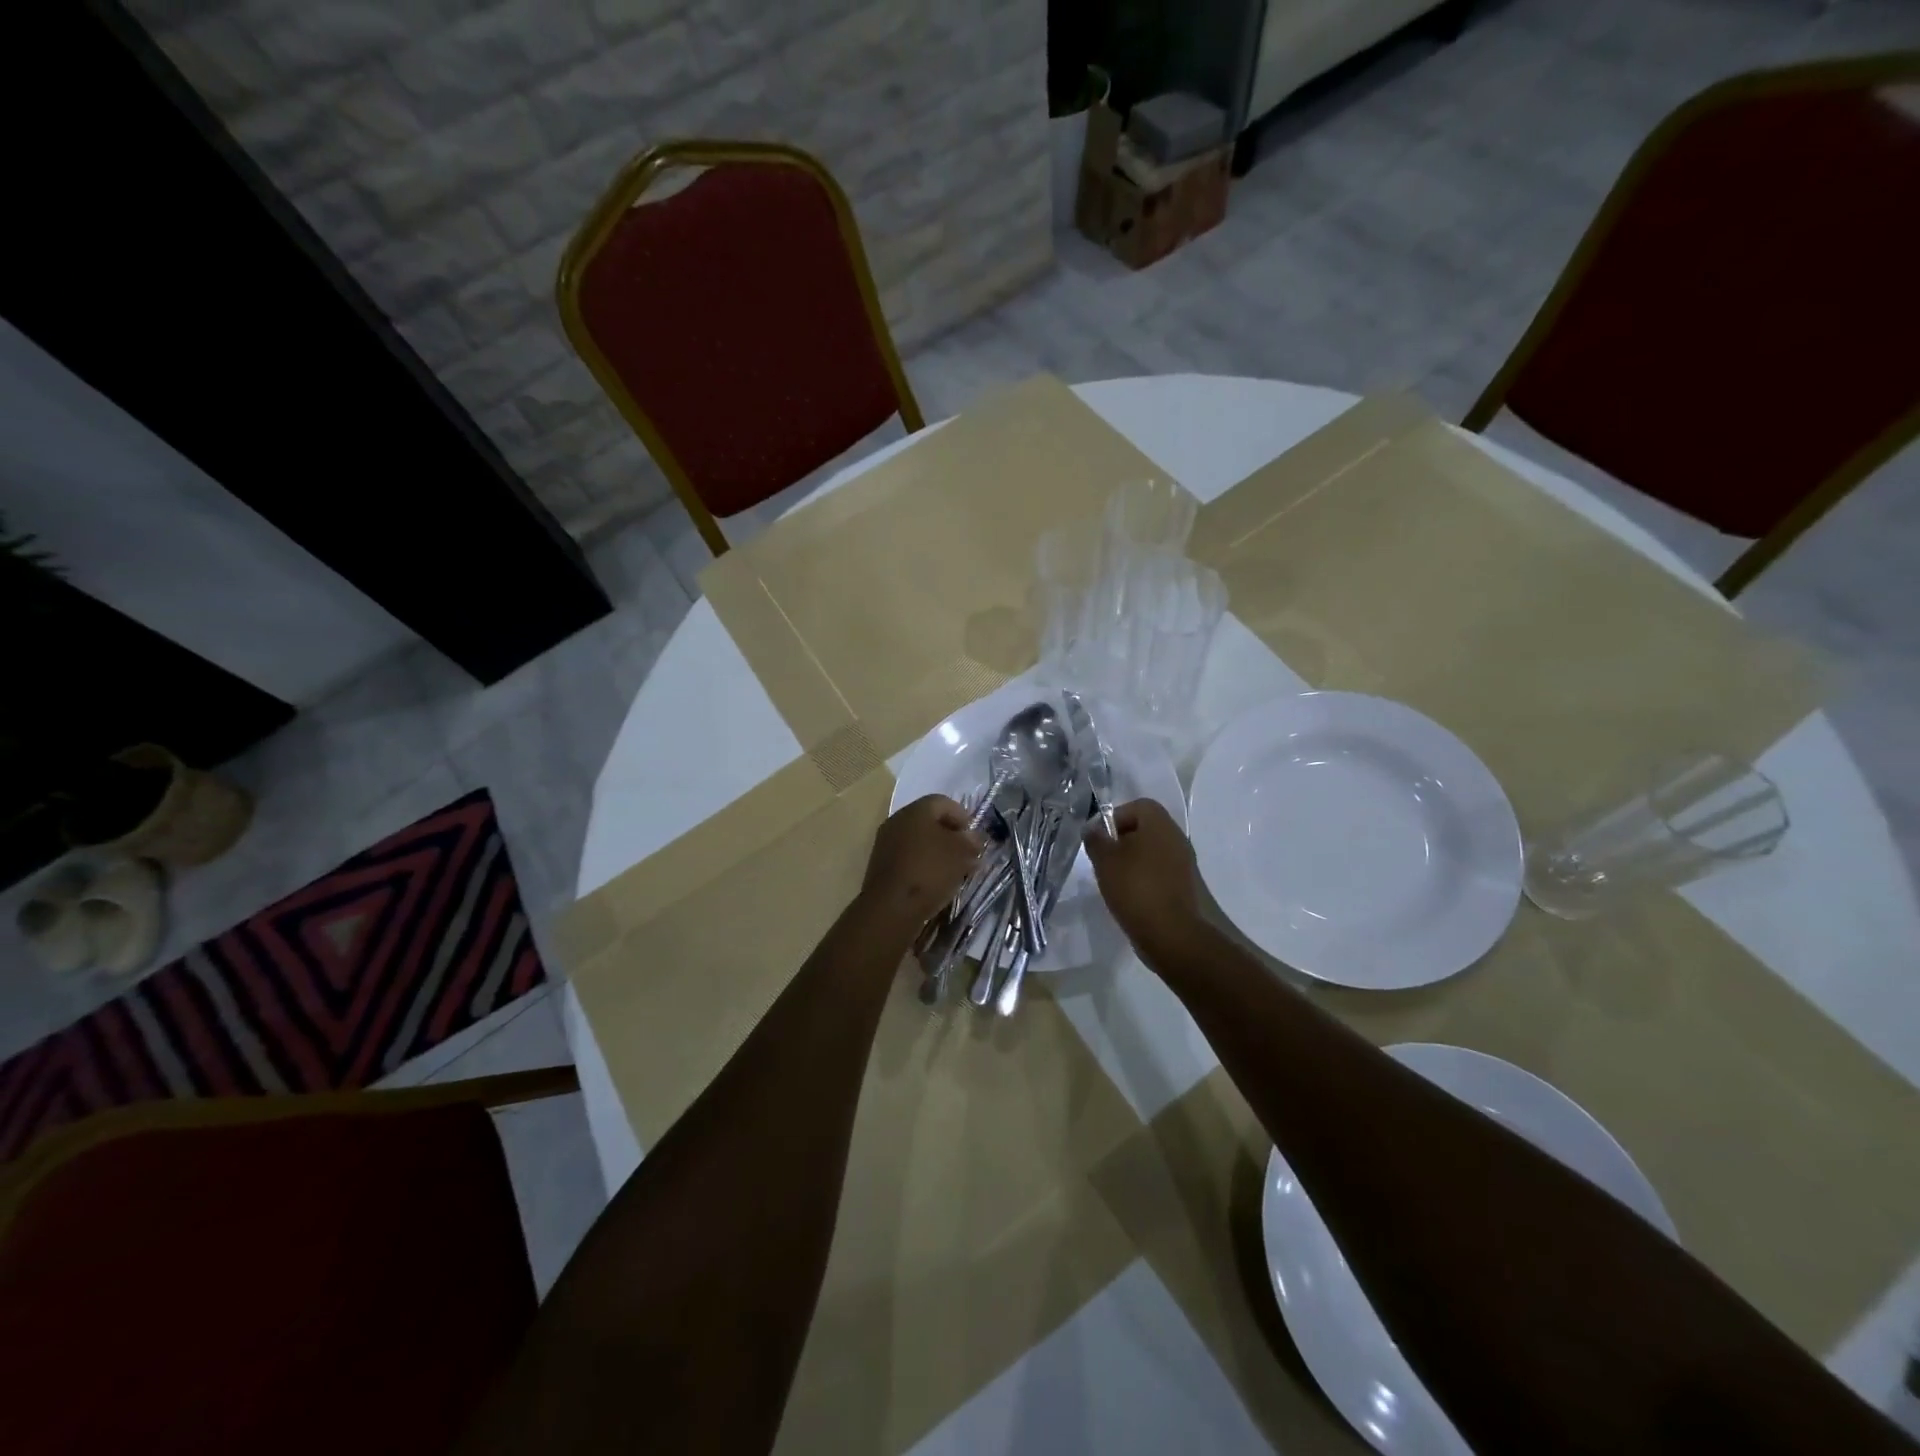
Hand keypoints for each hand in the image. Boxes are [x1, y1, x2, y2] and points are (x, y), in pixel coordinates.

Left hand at [858, 795, 984, 930]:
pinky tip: (935, 882)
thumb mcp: (961, 853)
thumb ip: (971, 841)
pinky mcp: (881, 866)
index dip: (963, 816)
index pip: (943, 802)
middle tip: (967, 854)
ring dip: (938, 852)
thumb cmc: (930, 870)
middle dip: (951, 836)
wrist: (891, 907)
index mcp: (916, 810)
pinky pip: (908, 858)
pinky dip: (923, 865)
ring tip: (954, 872)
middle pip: (929, 822)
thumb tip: (974, 839)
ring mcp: (886, 844)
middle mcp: (897, 821)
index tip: (974, 838)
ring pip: (919, 841)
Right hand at [1083, 798, 1203, 957]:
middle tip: (1104, 860)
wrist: (1172, 934)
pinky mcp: (1184, 886)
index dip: (1115, 817)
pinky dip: (1144, 879)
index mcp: (1160, 824)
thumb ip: (1096, 840)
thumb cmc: (1135, 888)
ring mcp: (1184, 863)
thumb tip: (1092, 829)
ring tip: (1114, 880)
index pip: (1137, 806)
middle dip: (1121, 841)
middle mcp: (1176, 838)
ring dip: (1132, 861)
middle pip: (1145, 829)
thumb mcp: (1105, 861)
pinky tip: (1130, 896)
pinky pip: (1160, 872)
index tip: (1100, 839)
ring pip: (1152, 852)